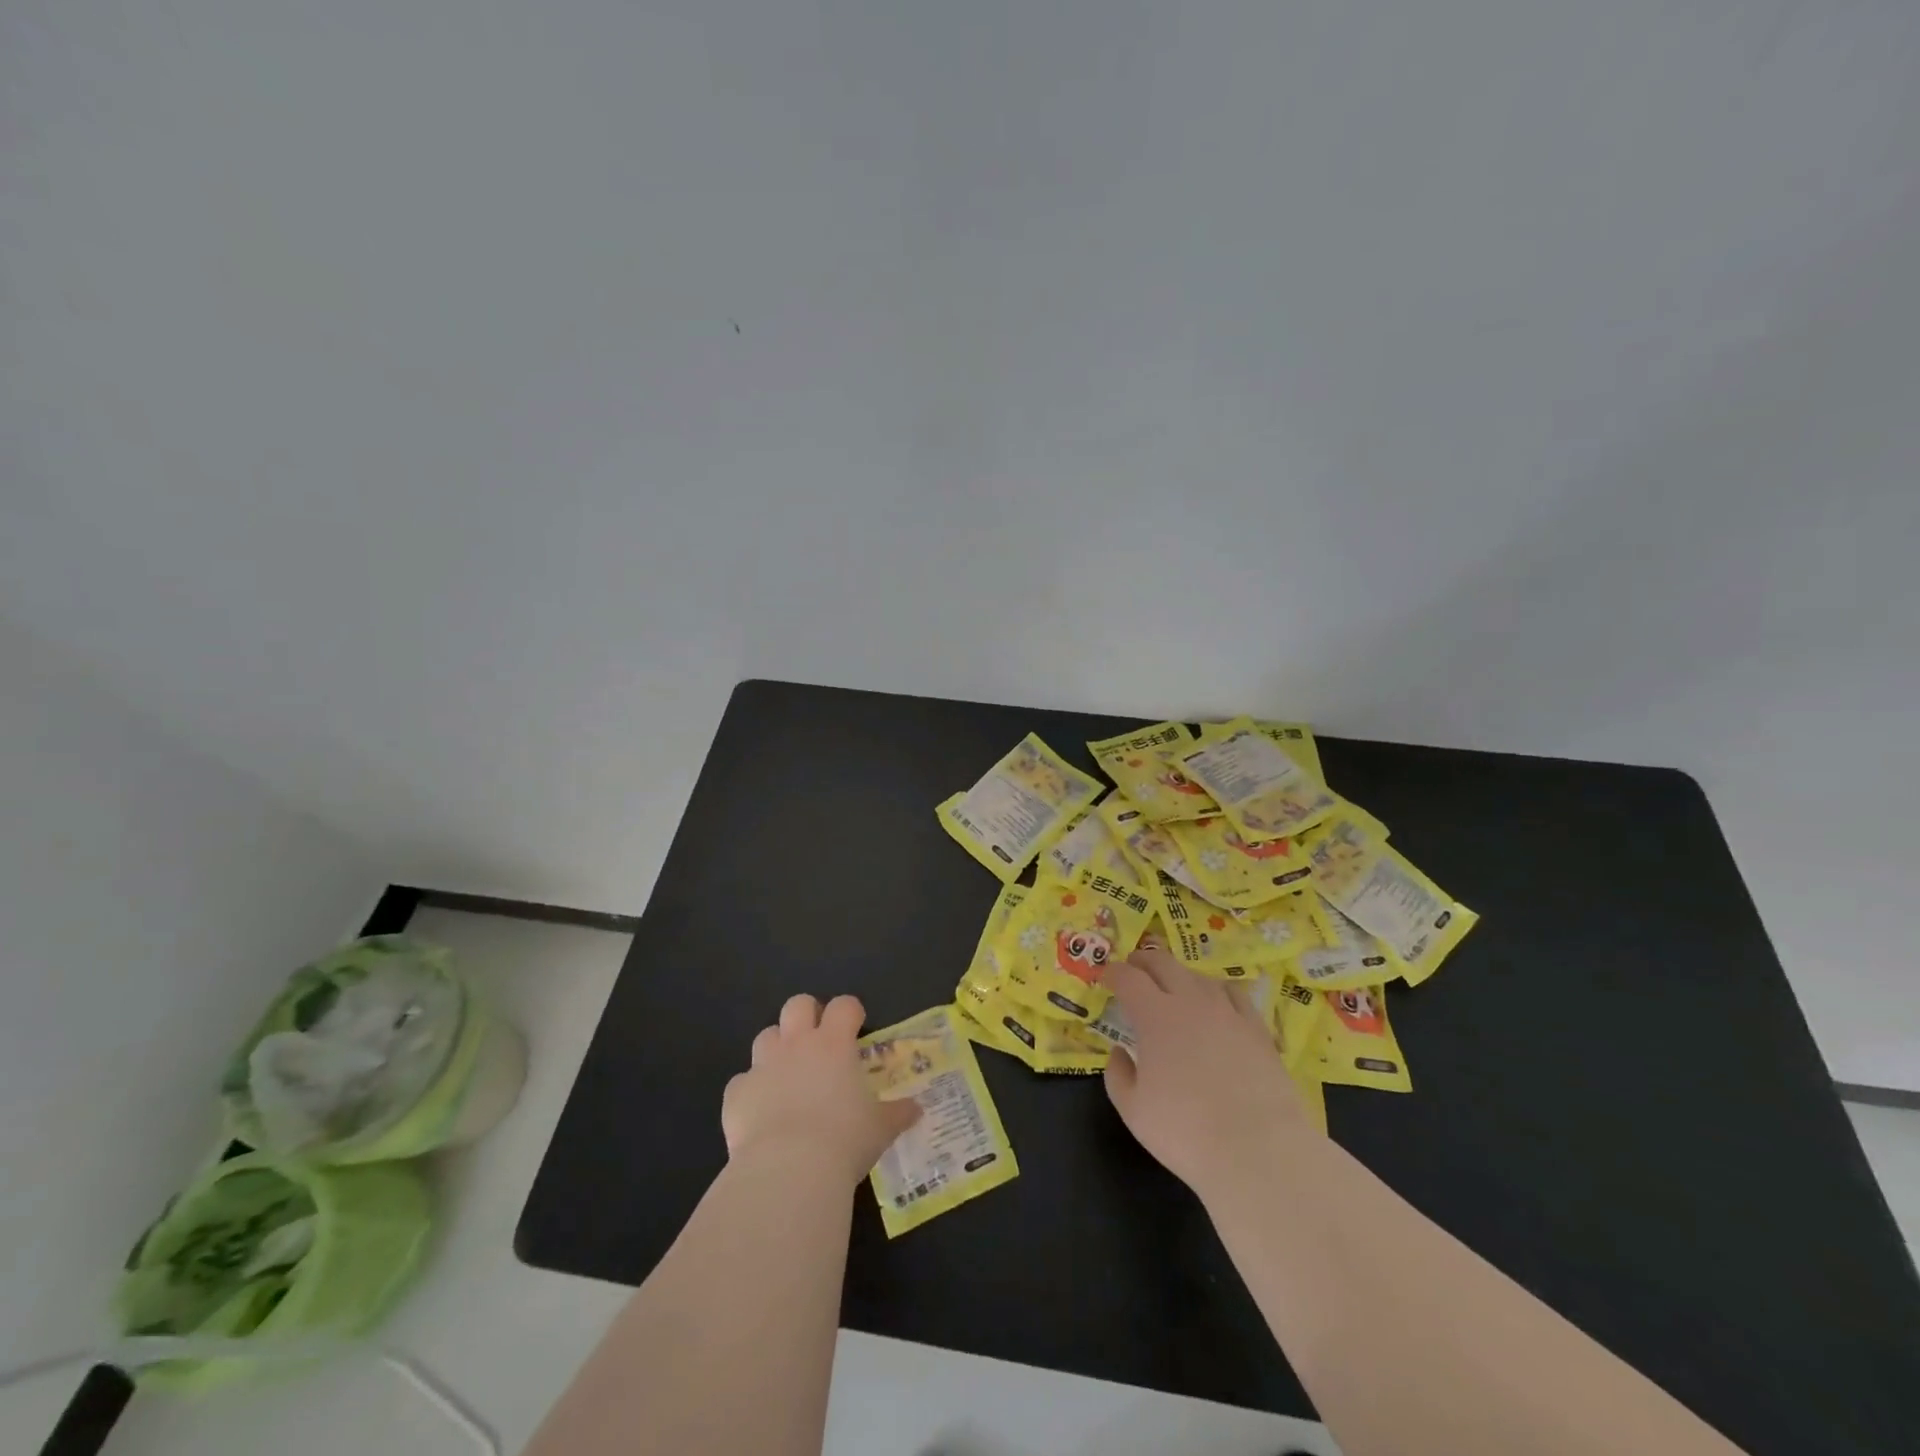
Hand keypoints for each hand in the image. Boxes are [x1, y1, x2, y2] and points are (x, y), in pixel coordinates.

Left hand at [723, 993, 920, 1186]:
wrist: (788, 1170)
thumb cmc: (844, 1140)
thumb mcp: (880, 1128)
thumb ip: (898, 1114)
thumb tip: (917, 1109)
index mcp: (834, 1043)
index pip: (844, 1005)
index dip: (851, 1011)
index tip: (856, 1026)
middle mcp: (797, 1044)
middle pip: (797, 1005)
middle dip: (807, 1014)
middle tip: (818, 1039)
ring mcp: (763, 1066)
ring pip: (766, 1036)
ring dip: (777, 1048)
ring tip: (787, 1074)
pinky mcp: (737, 1093)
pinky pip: (743, 1082)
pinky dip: (752, 1091)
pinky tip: (761, 1113)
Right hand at [1103, 942, 1311, 1193]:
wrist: (1258, 1150)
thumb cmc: (1185, 1132)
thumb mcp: (1133, 1110)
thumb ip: (1118, 1075)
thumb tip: (1118, 1052)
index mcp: (1154, 1016)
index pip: (1128, 978)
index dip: (1113, 973)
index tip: (1105, 977)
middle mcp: (1190, 1001)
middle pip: (1163, 963)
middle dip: (1143, 961)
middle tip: (1133, 968)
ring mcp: (1227, 1011)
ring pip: (1198, 976)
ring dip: (1178, 974)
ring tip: (1173, 986)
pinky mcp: (1257, 1028)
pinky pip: (1234, 993)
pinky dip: (1217, 989)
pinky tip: (1217, 1001)